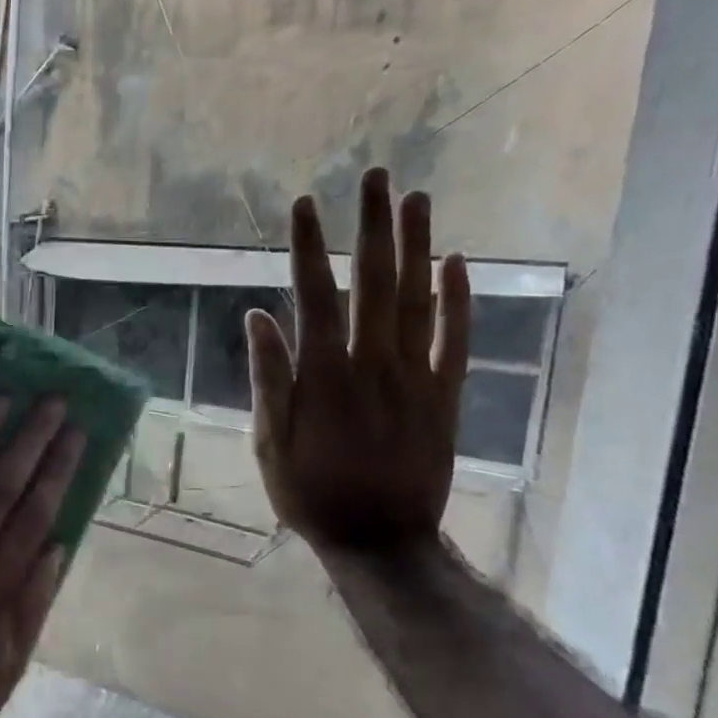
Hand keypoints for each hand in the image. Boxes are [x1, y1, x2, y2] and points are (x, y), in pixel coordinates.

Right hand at [244, 167, 470, 555]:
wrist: (381, 541)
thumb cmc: (311, 493)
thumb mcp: (269, 443)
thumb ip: (268, 378)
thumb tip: (257, 317)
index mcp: (323, 376)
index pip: (314, 296)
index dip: (308, 247)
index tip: (304, 203)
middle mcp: (373, 365)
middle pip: (374, 283)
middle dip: (372, 226)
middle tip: (376, 177)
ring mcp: (416, 378)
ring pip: (419, 300)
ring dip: (417, 246)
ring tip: (416, 199)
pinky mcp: (445, 396)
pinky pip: (456, 340)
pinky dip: (460, 299)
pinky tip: (457, 261)